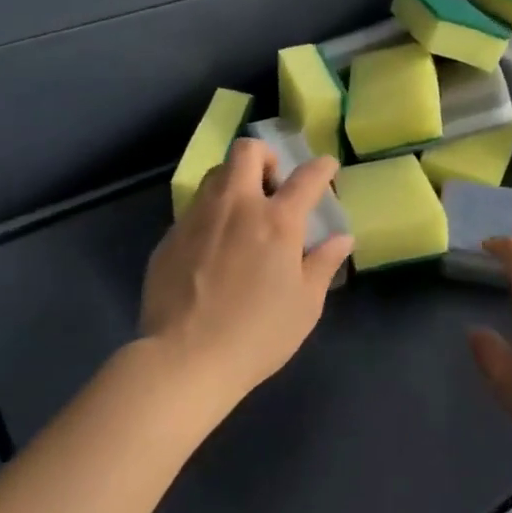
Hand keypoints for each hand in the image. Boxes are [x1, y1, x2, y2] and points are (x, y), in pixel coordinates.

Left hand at [141, 138, 352, 413]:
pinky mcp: (170, 237)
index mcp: (277, 221)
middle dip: (265, 157)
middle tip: (273, 185)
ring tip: (242, 214)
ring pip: (216, 175)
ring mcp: (198, 218)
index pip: (306, 177)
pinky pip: (194, 209)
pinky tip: (213, 248)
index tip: (327, 168)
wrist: (184, 360)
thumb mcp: (305, 305)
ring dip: (234, 182)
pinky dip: (210, 215)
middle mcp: (237, 206)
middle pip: (247, 152)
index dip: (321, 168)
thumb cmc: (257, 334)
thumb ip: (323, 264)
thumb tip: (341, 238)